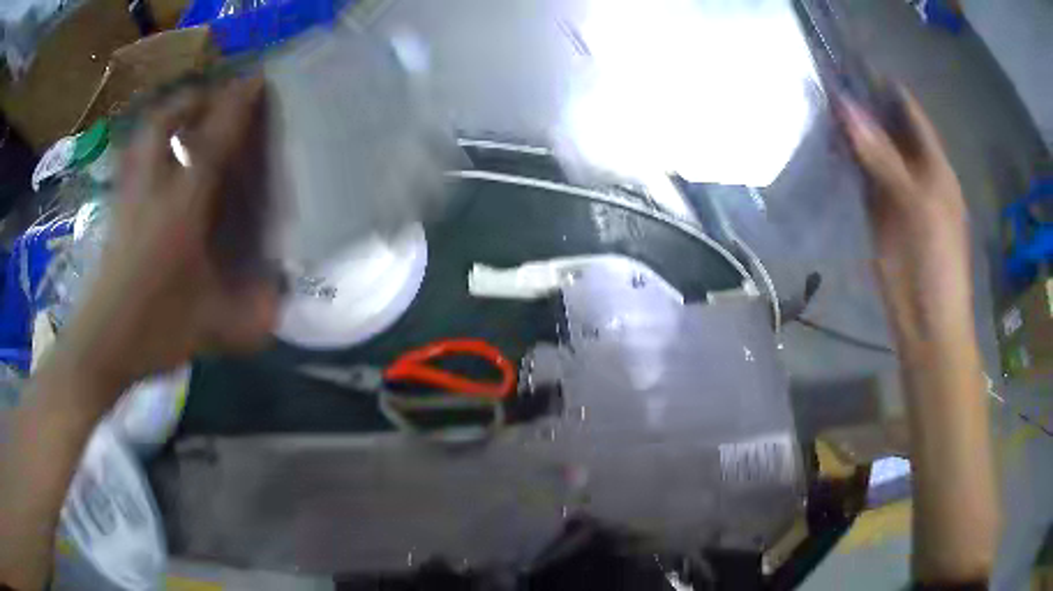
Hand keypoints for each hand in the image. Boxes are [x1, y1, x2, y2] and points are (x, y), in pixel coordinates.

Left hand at [57, 77, 279, 410]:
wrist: (99, 348)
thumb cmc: (153, 331)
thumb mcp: (213, 329)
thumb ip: (253, 316)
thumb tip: (284, 302)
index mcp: (181, 207)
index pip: (213, 138)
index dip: (237, 103)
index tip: (257, 78)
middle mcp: (152, 189)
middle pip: (166, 120)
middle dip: (193, 97)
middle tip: (214, 97)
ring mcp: (128, 197)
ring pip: (143, 135)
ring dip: (167, 115)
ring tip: (186, 118)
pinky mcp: (114, 212)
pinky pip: (132, 159)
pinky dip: (148, 145)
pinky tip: (158, 162)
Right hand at [838, 89, 971, 338]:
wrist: (926, 320)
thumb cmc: (936, 261)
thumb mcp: (916, 204)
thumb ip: (882, 156)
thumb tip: (844, 106)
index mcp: (933, 164)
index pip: (908, 112)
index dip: (883, 87)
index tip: (848, 64)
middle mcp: (914, 169)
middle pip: (887, 127)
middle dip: (861, 106)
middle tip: (823, 80)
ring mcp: (894, 190)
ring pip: (870, 149)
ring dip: (849, 131)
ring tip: (816, 103)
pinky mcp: (876, 212)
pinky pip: (859, 176)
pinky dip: (844, 160)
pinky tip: (823, 143)